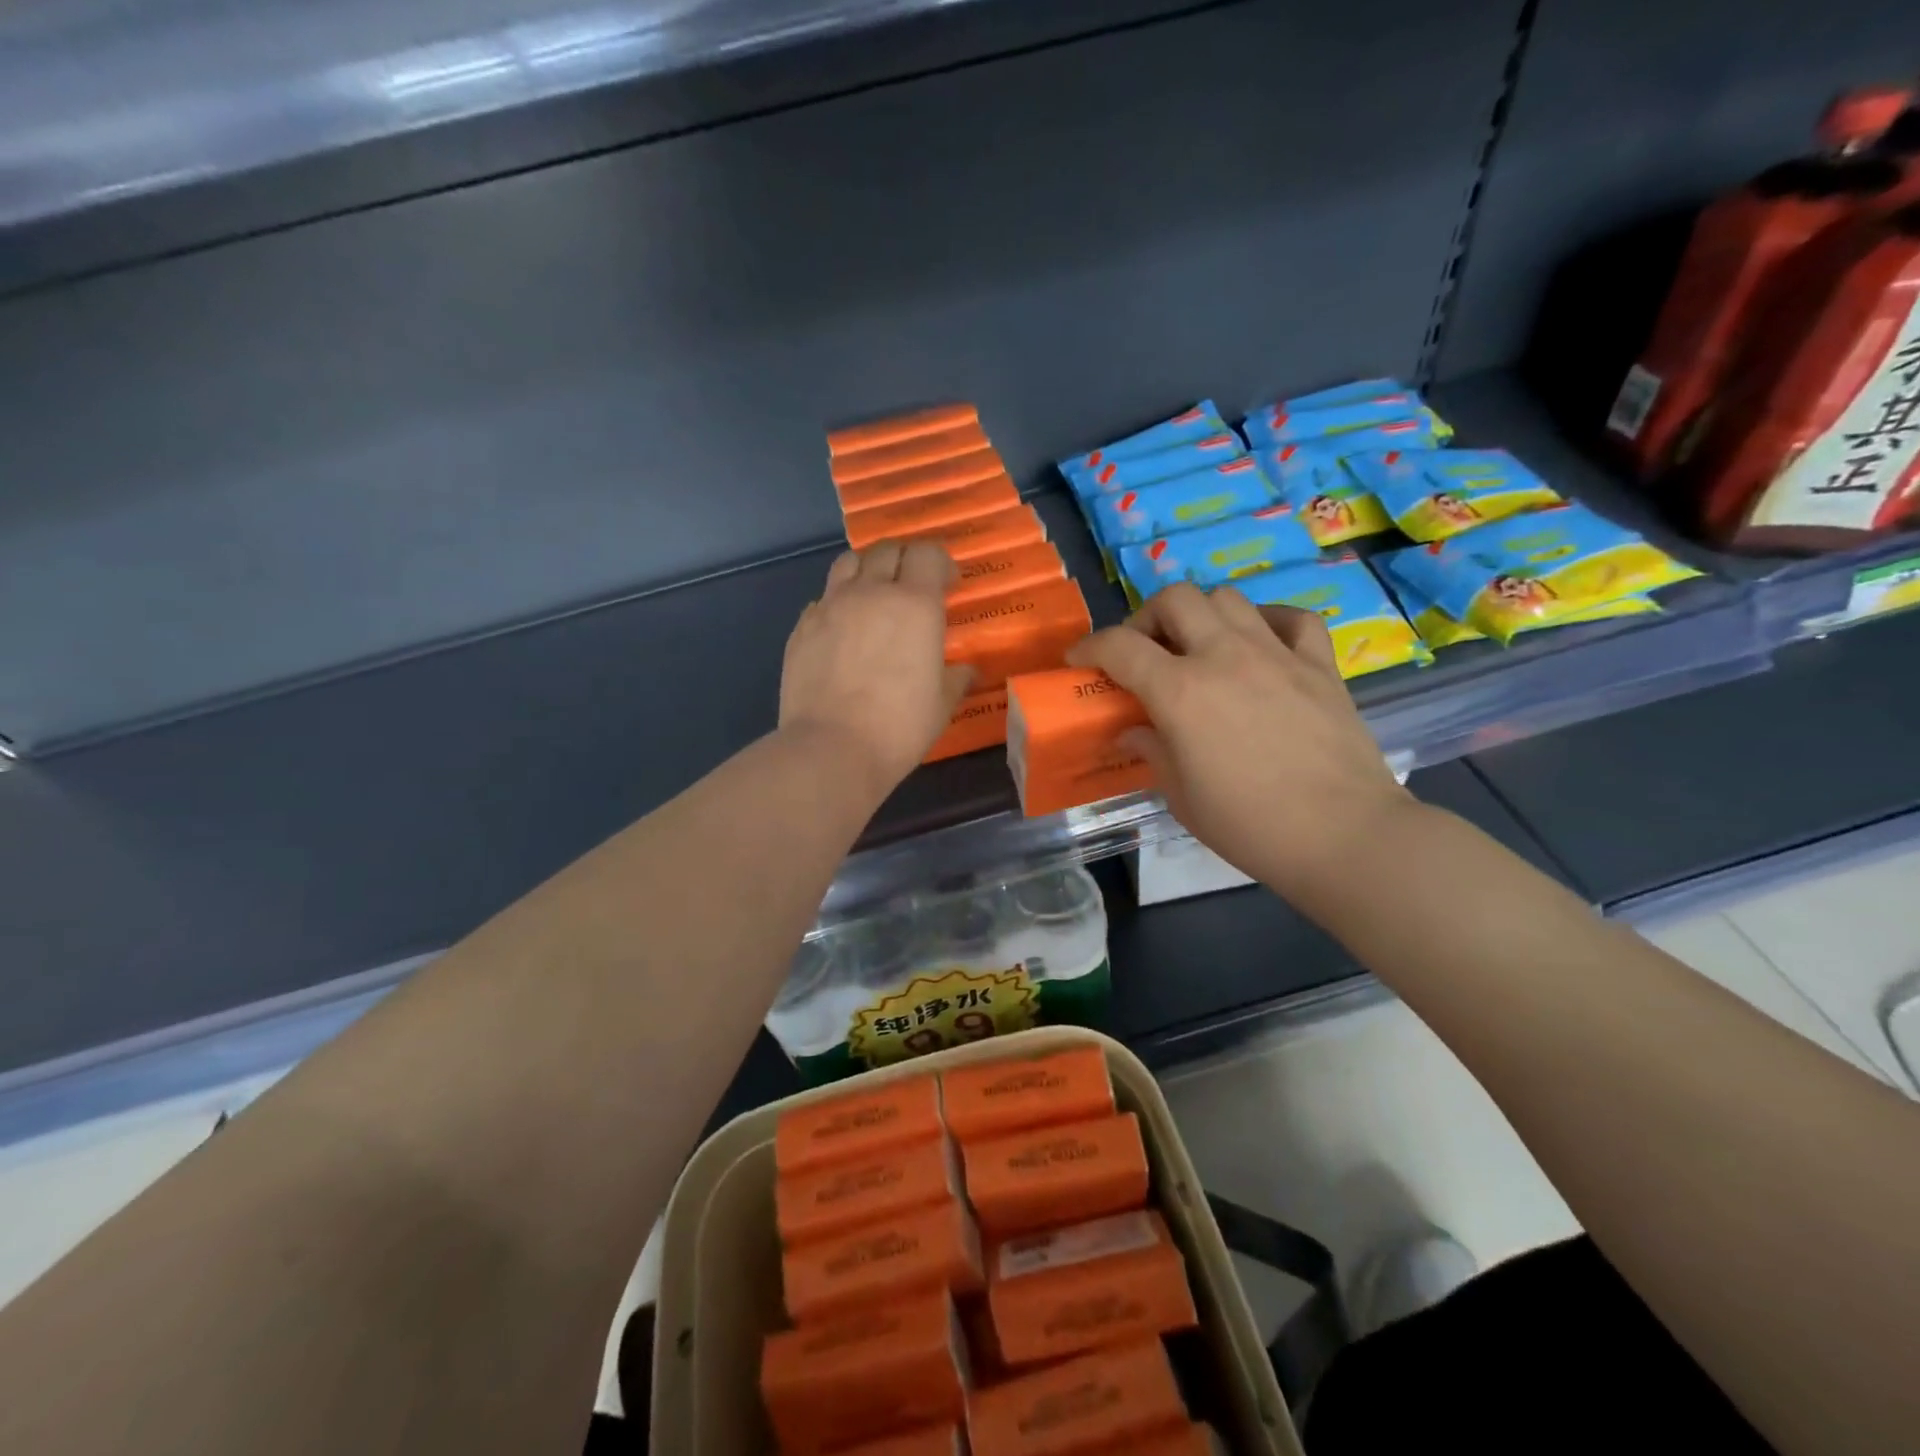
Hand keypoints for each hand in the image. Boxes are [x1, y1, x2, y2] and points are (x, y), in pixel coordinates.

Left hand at [780, 541, 973, 801]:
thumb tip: (965, 670)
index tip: (948, 585)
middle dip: (905, 559)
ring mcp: (830, 606)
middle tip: (914, 586)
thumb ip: (955, 678)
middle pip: (887, 550)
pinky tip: (843, 629)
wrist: (831, 748)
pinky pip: (823, 598)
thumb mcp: (941, 705)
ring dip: (867, 569)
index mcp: (914, 604)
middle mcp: (871, 593)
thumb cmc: (898, 727)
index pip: (928, 554)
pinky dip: (838, 602)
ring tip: (874, 594)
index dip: (941, 563)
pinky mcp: (802, 627)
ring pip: (849, 562)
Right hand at [1067, 583, 1413, 911]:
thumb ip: (1152, 750)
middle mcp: (1225, 656)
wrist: (1343, 835)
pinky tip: (1260, 643)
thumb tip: (1134, 728)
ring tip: (1198, 647)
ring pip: (1227, 598)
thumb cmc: (1249, 825)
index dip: (1089, 647)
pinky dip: (1268, 622)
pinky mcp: (1320, 665)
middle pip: (1175, 599)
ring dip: (1200, 615)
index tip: (1079, 660)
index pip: (1120, 646)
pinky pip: (1293, 619)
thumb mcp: (1181, 796)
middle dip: (1147, 618)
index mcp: (1181, 691)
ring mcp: (1276, 654)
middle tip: (1144, 651)